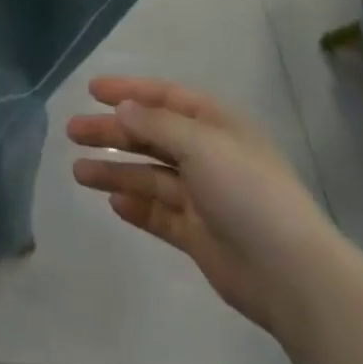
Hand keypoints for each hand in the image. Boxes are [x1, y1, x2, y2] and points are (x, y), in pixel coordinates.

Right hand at [68, 77, 332, 336]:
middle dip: (113, 132)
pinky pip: (159, 214)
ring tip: (78, 172)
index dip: (130, 91)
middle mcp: (208, 156)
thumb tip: (124, 109)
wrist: (289, 273)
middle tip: (73, 132)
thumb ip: (157, 124)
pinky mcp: (198, 235)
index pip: (166, 98)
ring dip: (116, 171)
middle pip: (152, 136)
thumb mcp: (201, 144)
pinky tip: (112, 203)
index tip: (92, 90)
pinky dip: (136, 207)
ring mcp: (203, 197)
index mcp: (216, 125)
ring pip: (150, 176)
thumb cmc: (246, 191)